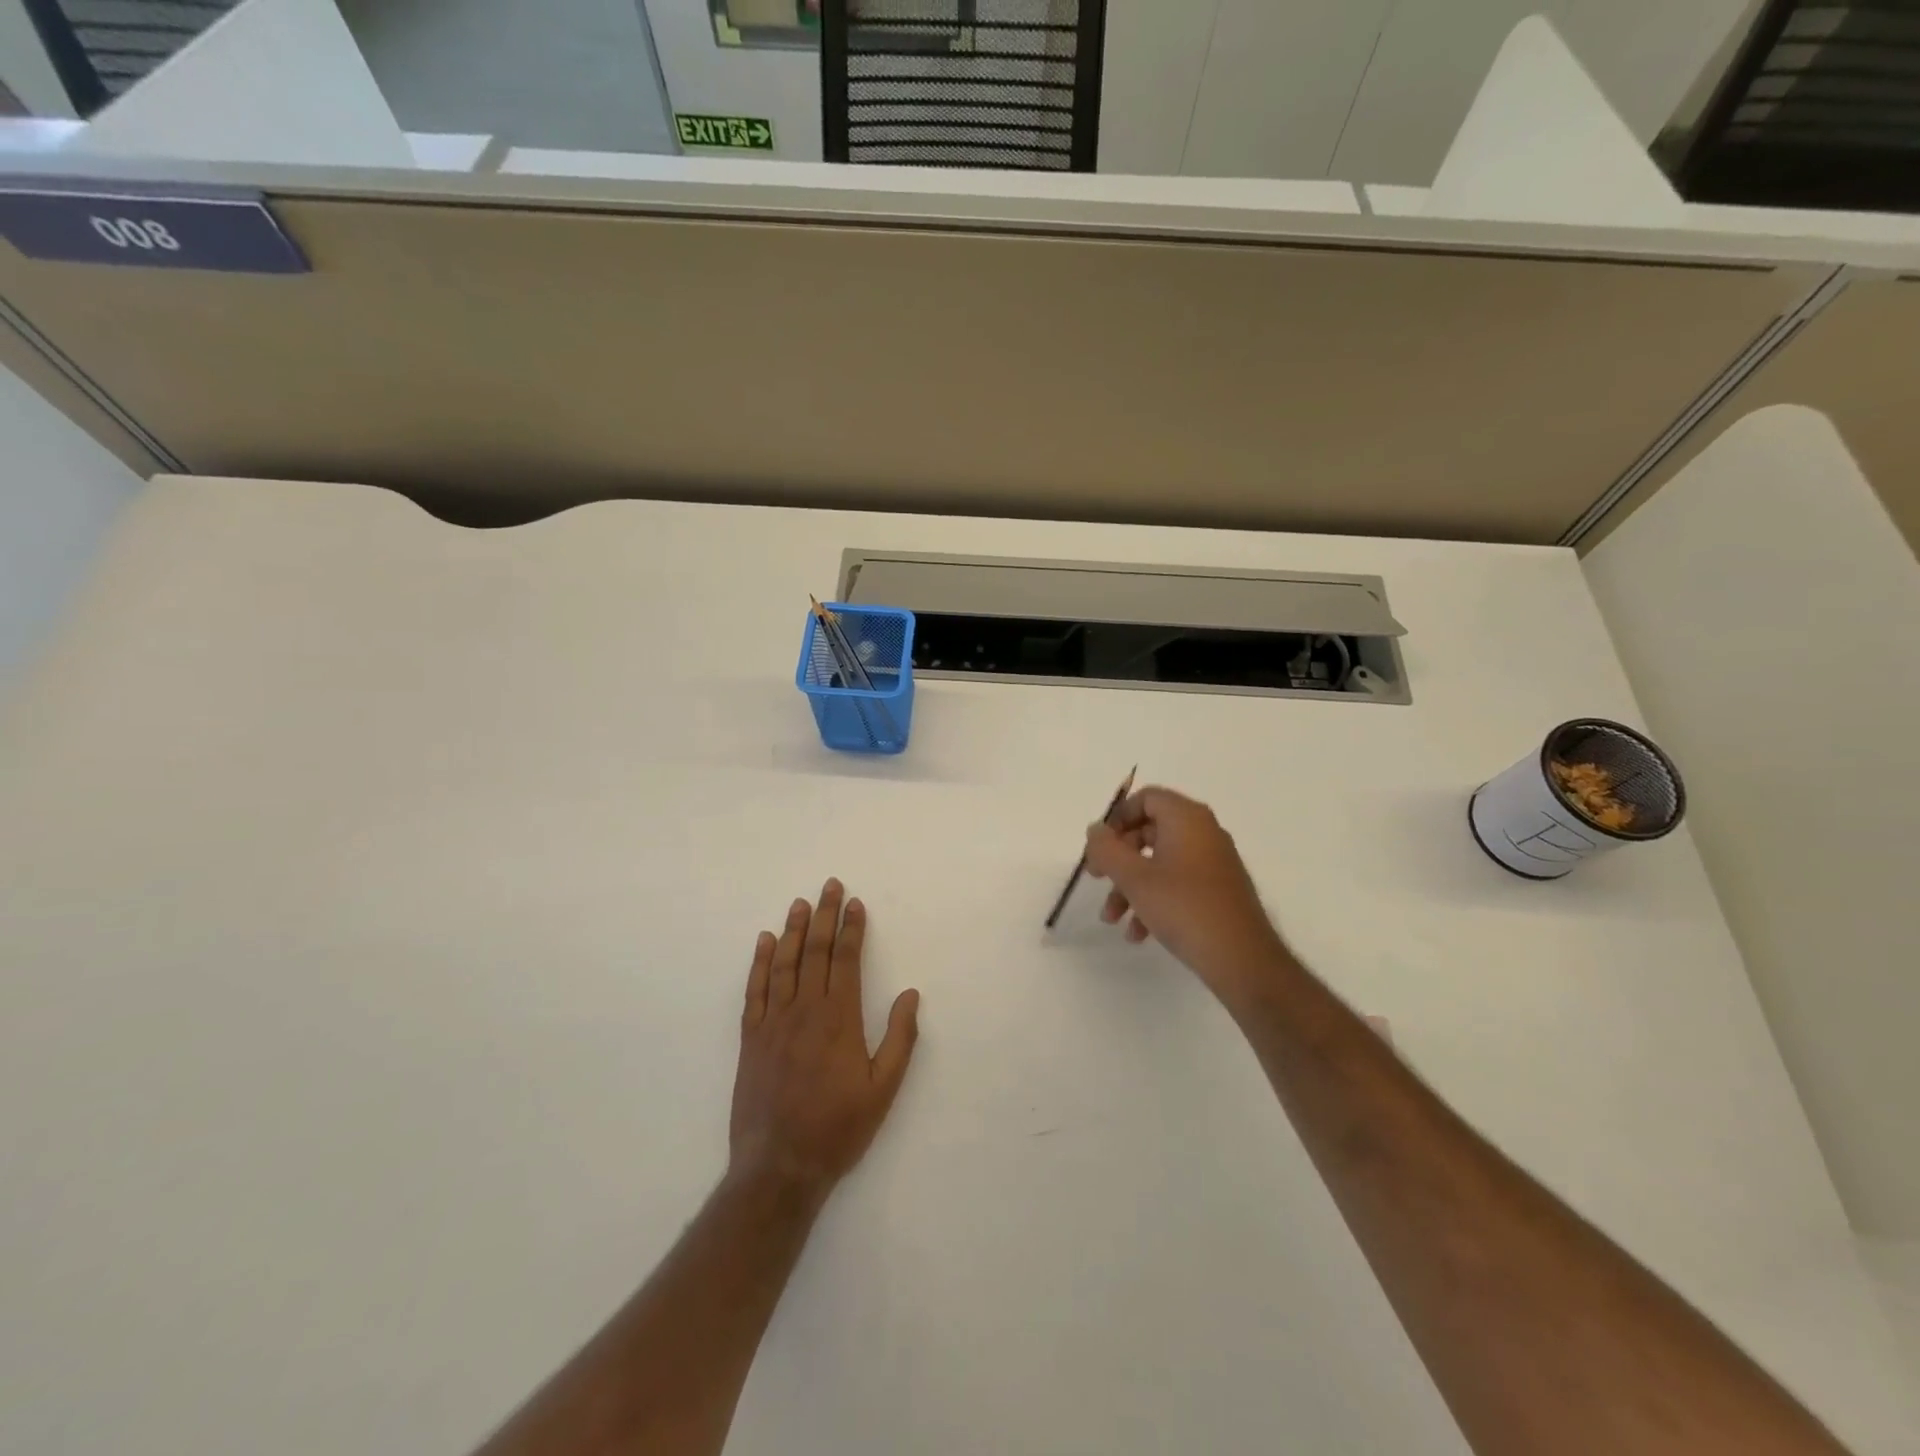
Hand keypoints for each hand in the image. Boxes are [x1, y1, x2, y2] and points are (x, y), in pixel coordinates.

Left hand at [729, 879, 920, 1196]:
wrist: (779, 1167)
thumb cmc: (838, 1129)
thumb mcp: (883, 1090)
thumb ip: (899, 1039)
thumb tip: (910, 995)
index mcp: (839, 1019)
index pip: (845, 960)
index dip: (851, 929)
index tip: (855, 903)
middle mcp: (805, 1010)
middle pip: (816, 952)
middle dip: (825, 916)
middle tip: (830, 886)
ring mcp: (774, 1022)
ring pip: (785, 964)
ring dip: (794, 930)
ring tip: (800, 903)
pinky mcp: (752, 1038)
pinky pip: (755, 990)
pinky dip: (760, 963)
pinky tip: (766, 942)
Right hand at [1083, 787, 1289, 1007]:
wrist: (1242, 958)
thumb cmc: (1183, 908)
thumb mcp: (1134, 878)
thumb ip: (1107, 849)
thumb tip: (1096, 830)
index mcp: (1187, 819)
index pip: (1146, 798)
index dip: (1117, 818)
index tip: (1099, 846)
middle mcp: (1203, 833)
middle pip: (1149, 831)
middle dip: (1118, 858)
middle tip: (1097, 879)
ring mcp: (1213, 862)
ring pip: (1159, 862)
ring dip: (1130, 886)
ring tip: (1112, 918)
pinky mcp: (1218, 890)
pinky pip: (1177, 883)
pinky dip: (1154, 900)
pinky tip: (1139, 934)